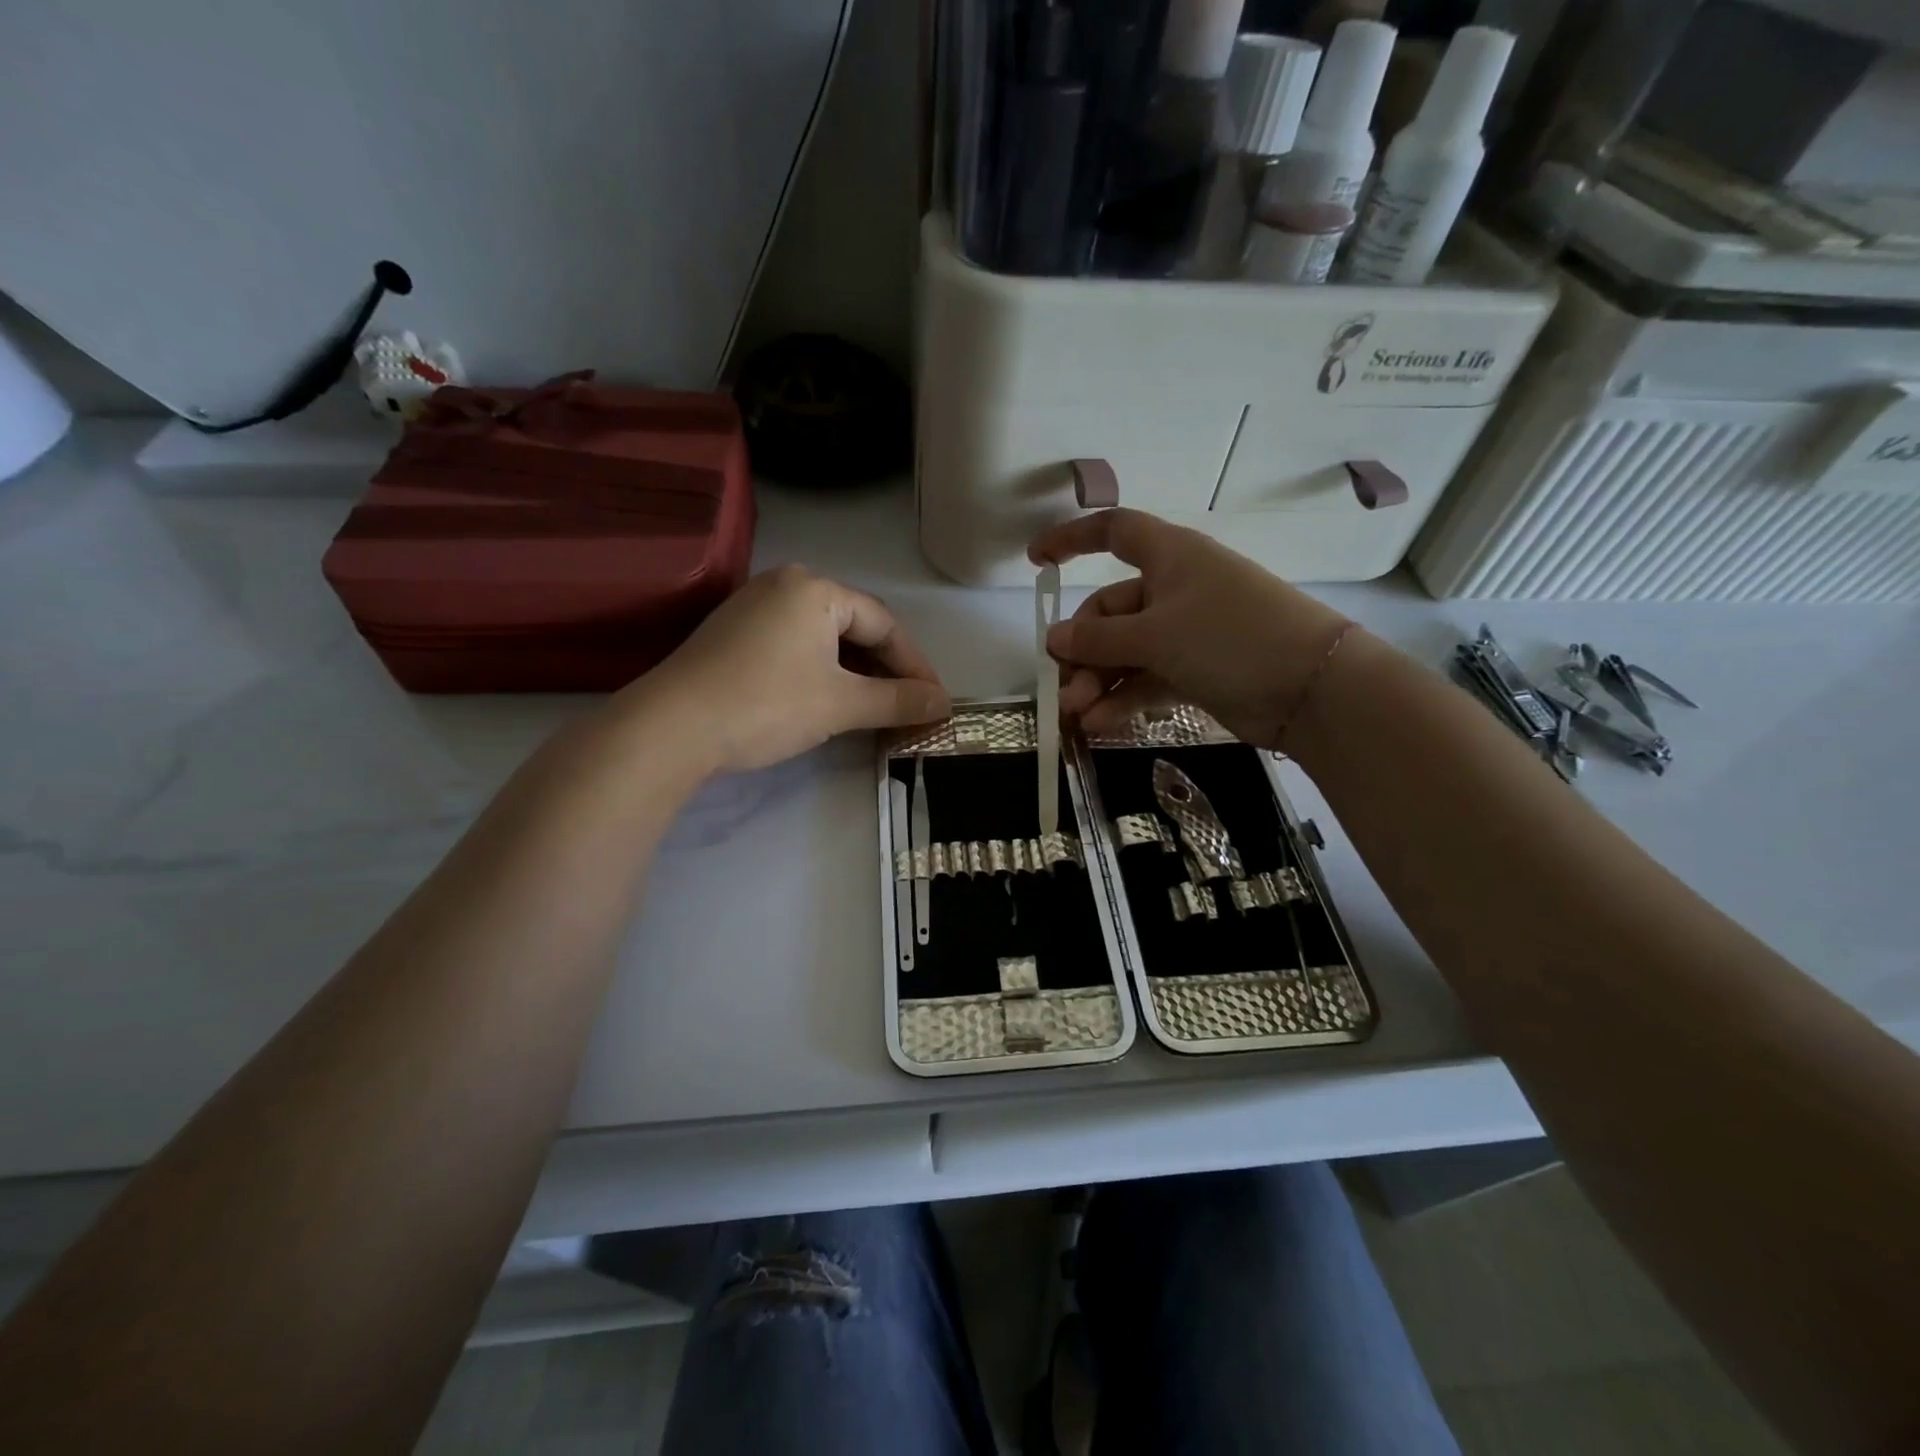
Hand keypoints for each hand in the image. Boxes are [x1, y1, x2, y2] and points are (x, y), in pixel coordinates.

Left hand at [625, 565, 950, 773]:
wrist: (672, 726)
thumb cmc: (767, 704)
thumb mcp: (842, 704)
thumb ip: (898, 701)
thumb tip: (945, 704)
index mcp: (815, 588)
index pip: (884, 623)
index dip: (914, 665)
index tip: (933, 700)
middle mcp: (784, 584)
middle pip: (853, 626)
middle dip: (884, 669)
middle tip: (906, 706)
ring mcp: (753, 606)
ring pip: (822, 637)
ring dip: (853, 672)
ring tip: (872, 708)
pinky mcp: (732, 632)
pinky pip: (793, 644)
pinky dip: (819, 670)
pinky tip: (826, 698)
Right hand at [1029, 509, 1349, 748]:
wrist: (1311, 689)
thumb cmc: (1230, 637)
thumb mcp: (1156, 635)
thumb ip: (1099, 640)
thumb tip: (1053, 639)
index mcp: (1170, 556)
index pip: (1113, 532)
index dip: (1072, 540)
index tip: (1035, 562)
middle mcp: (1175, 589)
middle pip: (1111, 611)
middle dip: (1083, 650)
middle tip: (1064, 690)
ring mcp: (1187, 632)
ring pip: (1125, 652)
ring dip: (1097, 682)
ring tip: (1076, 717)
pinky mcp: (1196, 670)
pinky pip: (1146, 679)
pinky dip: (1123, 699)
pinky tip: (1099, 725)